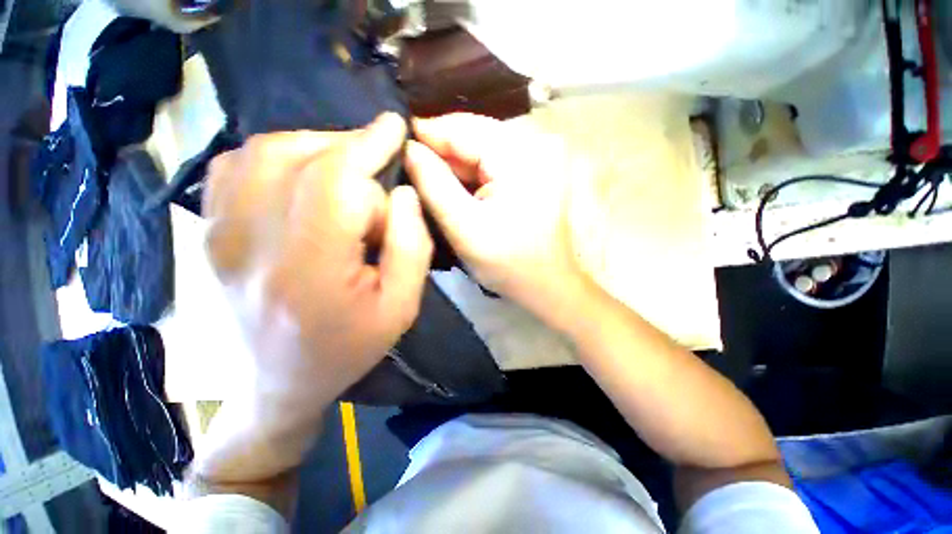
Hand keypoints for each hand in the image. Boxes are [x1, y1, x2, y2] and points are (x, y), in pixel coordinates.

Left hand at [204, 112, 431, 415]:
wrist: (280, 383)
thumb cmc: (350, 348)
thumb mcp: (402, 305)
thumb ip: (411, 245)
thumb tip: (401, 191)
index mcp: (308, 271)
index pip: (334, 182)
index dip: (367, 146)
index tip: (394, 129)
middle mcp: (249, 245)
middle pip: (298, 157)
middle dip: (350, 153)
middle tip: (377, 176)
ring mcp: (217, 234)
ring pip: (264, 152)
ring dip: (316, 149)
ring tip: (347, 174)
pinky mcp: (208, 232)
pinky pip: (236, 165)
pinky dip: (277, 155)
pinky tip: (304, 178)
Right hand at [405, 113, 584, 316]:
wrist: (545, 283)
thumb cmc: (508, 263)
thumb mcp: (464, 227)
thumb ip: (434, 184)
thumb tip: (408, 148)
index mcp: (520, 155)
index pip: (462, 128)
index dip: (426, 134)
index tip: (395, 144)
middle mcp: (533, 144)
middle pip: (472, 135)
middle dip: (439, 150)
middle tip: (406, 163)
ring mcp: (535, 157)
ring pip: (479, 148)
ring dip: (453, 163)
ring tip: (424, 175)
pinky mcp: (531, 172)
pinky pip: (491, 162)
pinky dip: (469, 173)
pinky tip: (453, 185)